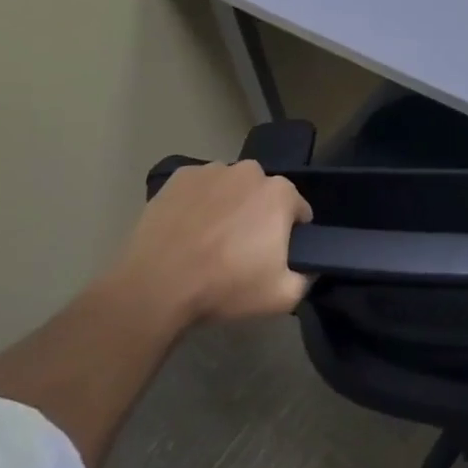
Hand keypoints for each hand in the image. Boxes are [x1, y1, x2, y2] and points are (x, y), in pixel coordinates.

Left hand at [110, 161, 312, 329]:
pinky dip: (199, 202)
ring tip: (210, 240)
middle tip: (242, 249)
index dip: (291, 234)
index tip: (274, 255)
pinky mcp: (179, 177)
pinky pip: (200, 188)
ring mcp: (211, 171)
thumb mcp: (283, 296)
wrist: (157, 287)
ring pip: (231, 187)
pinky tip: (187, 229)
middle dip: (259, 215)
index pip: (298, 210)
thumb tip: (309, 268)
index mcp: (280, 193)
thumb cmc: (225, 287)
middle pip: (264, 194)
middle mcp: (249, 171)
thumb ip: (307, 278)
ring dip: (229, 206)